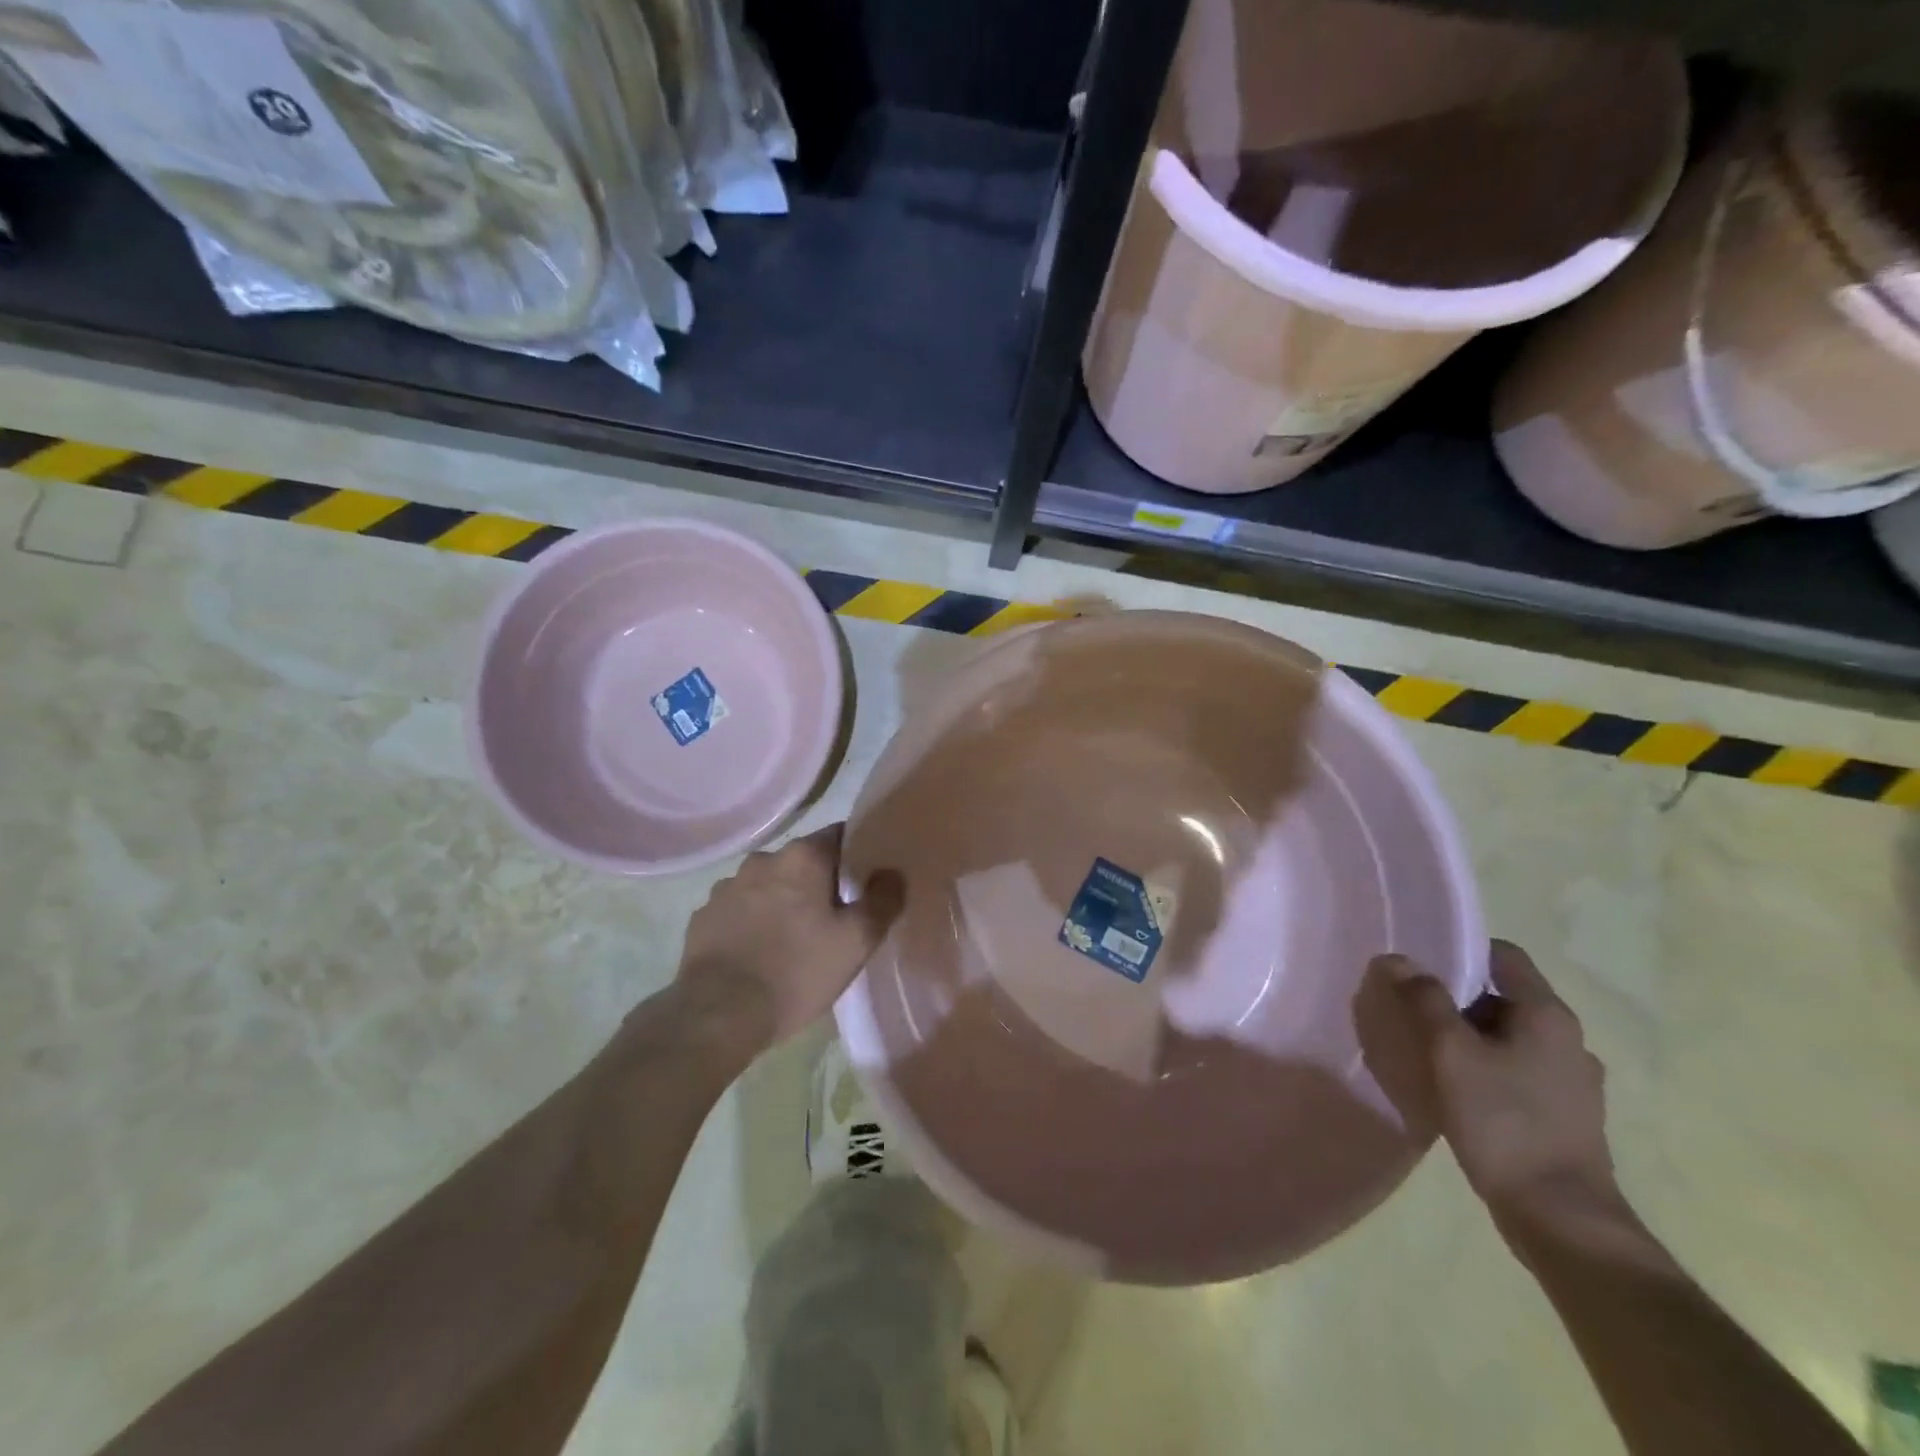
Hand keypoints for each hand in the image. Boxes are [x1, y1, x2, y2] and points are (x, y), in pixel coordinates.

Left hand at [670, 823, 904, 1059]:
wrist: (717, 1014)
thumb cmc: (797, 972)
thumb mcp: (857, 942)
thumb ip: (883, 900)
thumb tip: (893, 873)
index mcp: (802, 857)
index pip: (839, 835)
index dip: (856, 855)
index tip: (865, 880)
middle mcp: (762, 860)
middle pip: (802, 862)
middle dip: (818, 882)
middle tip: (833, 918)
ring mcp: (726, 887)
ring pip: (767, 885)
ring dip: (781, 901)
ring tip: (792, 939)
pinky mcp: (703, 916)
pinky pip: (738, 910)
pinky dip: (751, 922)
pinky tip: (758, 953)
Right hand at [1360, 940, 1618, 1229]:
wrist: (1562, 1219)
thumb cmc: (1504, 1122)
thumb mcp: (1451, 1053)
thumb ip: (1424, 1000)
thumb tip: (1398, 959)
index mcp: (1548, 1015)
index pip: (1503, 956)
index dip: (1460, 951)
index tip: (1419, 964)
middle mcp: (1568, 1040)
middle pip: (1503, 996)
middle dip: (1456, 998)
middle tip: (1411, 1008)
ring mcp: (1573, 1082)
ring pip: (1510, 1036)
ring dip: (1471, 1036)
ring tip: (1428, 1050)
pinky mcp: (1566, 1116)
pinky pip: (1519, 1070)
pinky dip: (1487, 1067)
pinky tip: (1458, 1089)